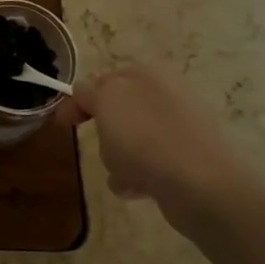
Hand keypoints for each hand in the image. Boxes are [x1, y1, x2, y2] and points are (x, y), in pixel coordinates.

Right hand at [56, 63, 258, 233]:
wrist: (200, 185)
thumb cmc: (145, 138)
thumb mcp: (106, 101)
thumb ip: (89, 91)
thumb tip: (86, 91)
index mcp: (146, 75)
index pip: (102, 80)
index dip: (79, 100)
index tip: (64, 125)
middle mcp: (166, 95)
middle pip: (117, 112)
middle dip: (103, 132)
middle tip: (100, 145)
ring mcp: (180, 128)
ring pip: (131, 140)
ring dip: (117, 158)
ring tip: (121, 174)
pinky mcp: (188, 160)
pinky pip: (149, 164)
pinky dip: (137, 176)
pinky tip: (138, 189)